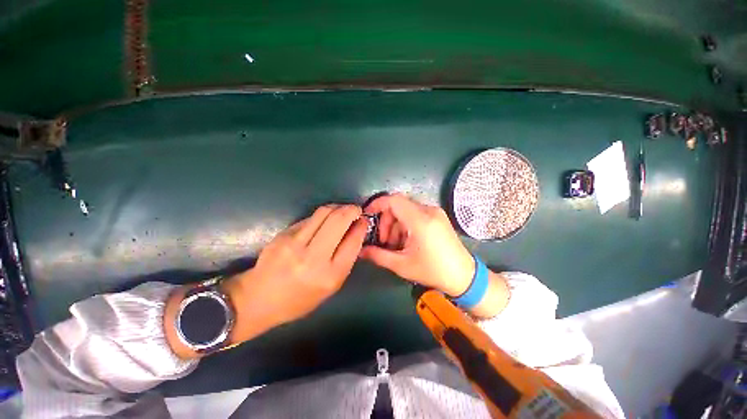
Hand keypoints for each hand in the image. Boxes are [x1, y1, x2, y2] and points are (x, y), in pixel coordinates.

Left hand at [228, 204, 367, 329]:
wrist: (258, 299)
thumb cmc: (300, 298)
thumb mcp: (331, 286)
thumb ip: (346, 258)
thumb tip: (355, 231)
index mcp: (329, 276)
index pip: (352, 241)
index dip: (361, 226)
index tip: (364, 220)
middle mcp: (313, 258)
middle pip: (338, 220)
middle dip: (351, 210)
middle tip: (356, 210)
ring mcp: (295, 243)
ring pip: (323, 213)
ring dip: (338, 207)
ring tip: (342, 210)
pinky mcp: (283, 234)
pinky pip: (310, 218)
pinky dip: (322, 215)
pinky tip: (324, 220)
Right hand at [360, 194, 474, 296]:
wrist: (464, 276)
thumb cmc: (433, 271)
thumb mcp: (402, 266)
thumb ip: (378, 255)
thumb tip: (360, 250)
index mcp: (421, 221)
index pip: (394, 200)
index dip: (377, 204)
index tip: (367, 215)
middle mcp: (429, 211)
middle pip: (398, 205)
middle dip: (386, 221)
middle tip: (383, 241)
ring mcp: (435, 212)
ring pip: (406, 210)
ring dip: (395, 224)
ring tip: (395, 245)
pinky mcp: (438, 216)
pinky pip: (415, 214)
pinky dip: (405, 224)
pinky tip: (406, 241)